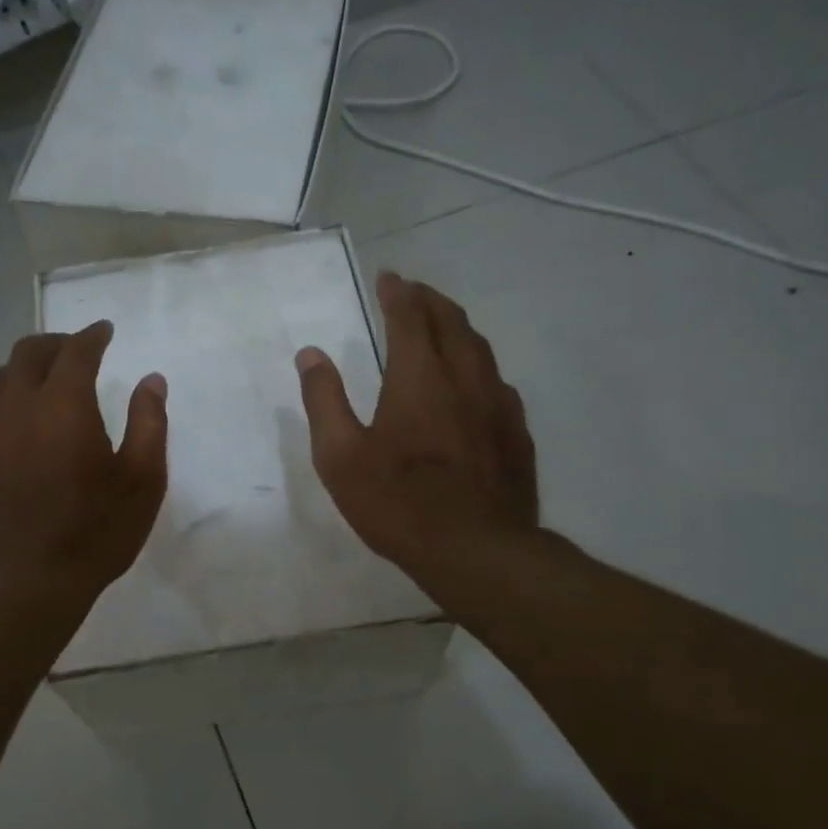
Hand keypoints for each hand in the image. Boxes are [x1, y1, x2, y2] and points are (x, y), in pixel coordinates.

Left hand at [0, 322, 167, 611]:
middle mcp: (17, 407)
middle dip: (55, 343)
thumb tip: (152, 380)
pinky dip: (1, 407)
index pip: (77, 351)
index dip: (92, 336)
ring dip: (24, 370)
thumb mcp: (143, 482)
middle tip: (75, 349)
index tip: (105, 331)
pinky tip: (12, 427)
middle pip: (29, 353)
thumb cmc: (94, 533)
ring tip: (43, 382)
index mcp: (64, 405)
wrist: (23, 584)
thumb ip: (149, 423)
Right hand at [295, 271, 536, 595]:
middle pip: (452, 322)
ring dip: (458, 328)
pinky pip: (498, 382)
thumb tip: (310, 354)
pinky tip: (474, 383)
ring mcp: (498, 406)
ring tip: (443, 326)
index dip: (398, 293)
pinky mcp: (517, 434)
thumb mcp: (340, 457)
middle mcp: (465, 379)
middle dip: (430, 300)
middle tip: (413, 292)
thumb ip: (324, 401)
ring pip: (481, 349)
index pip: (409, 318)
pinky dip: (479, 366)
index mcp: (419, 378)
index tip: (388, 277)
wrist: (476, 550)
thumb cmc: (398, 502)